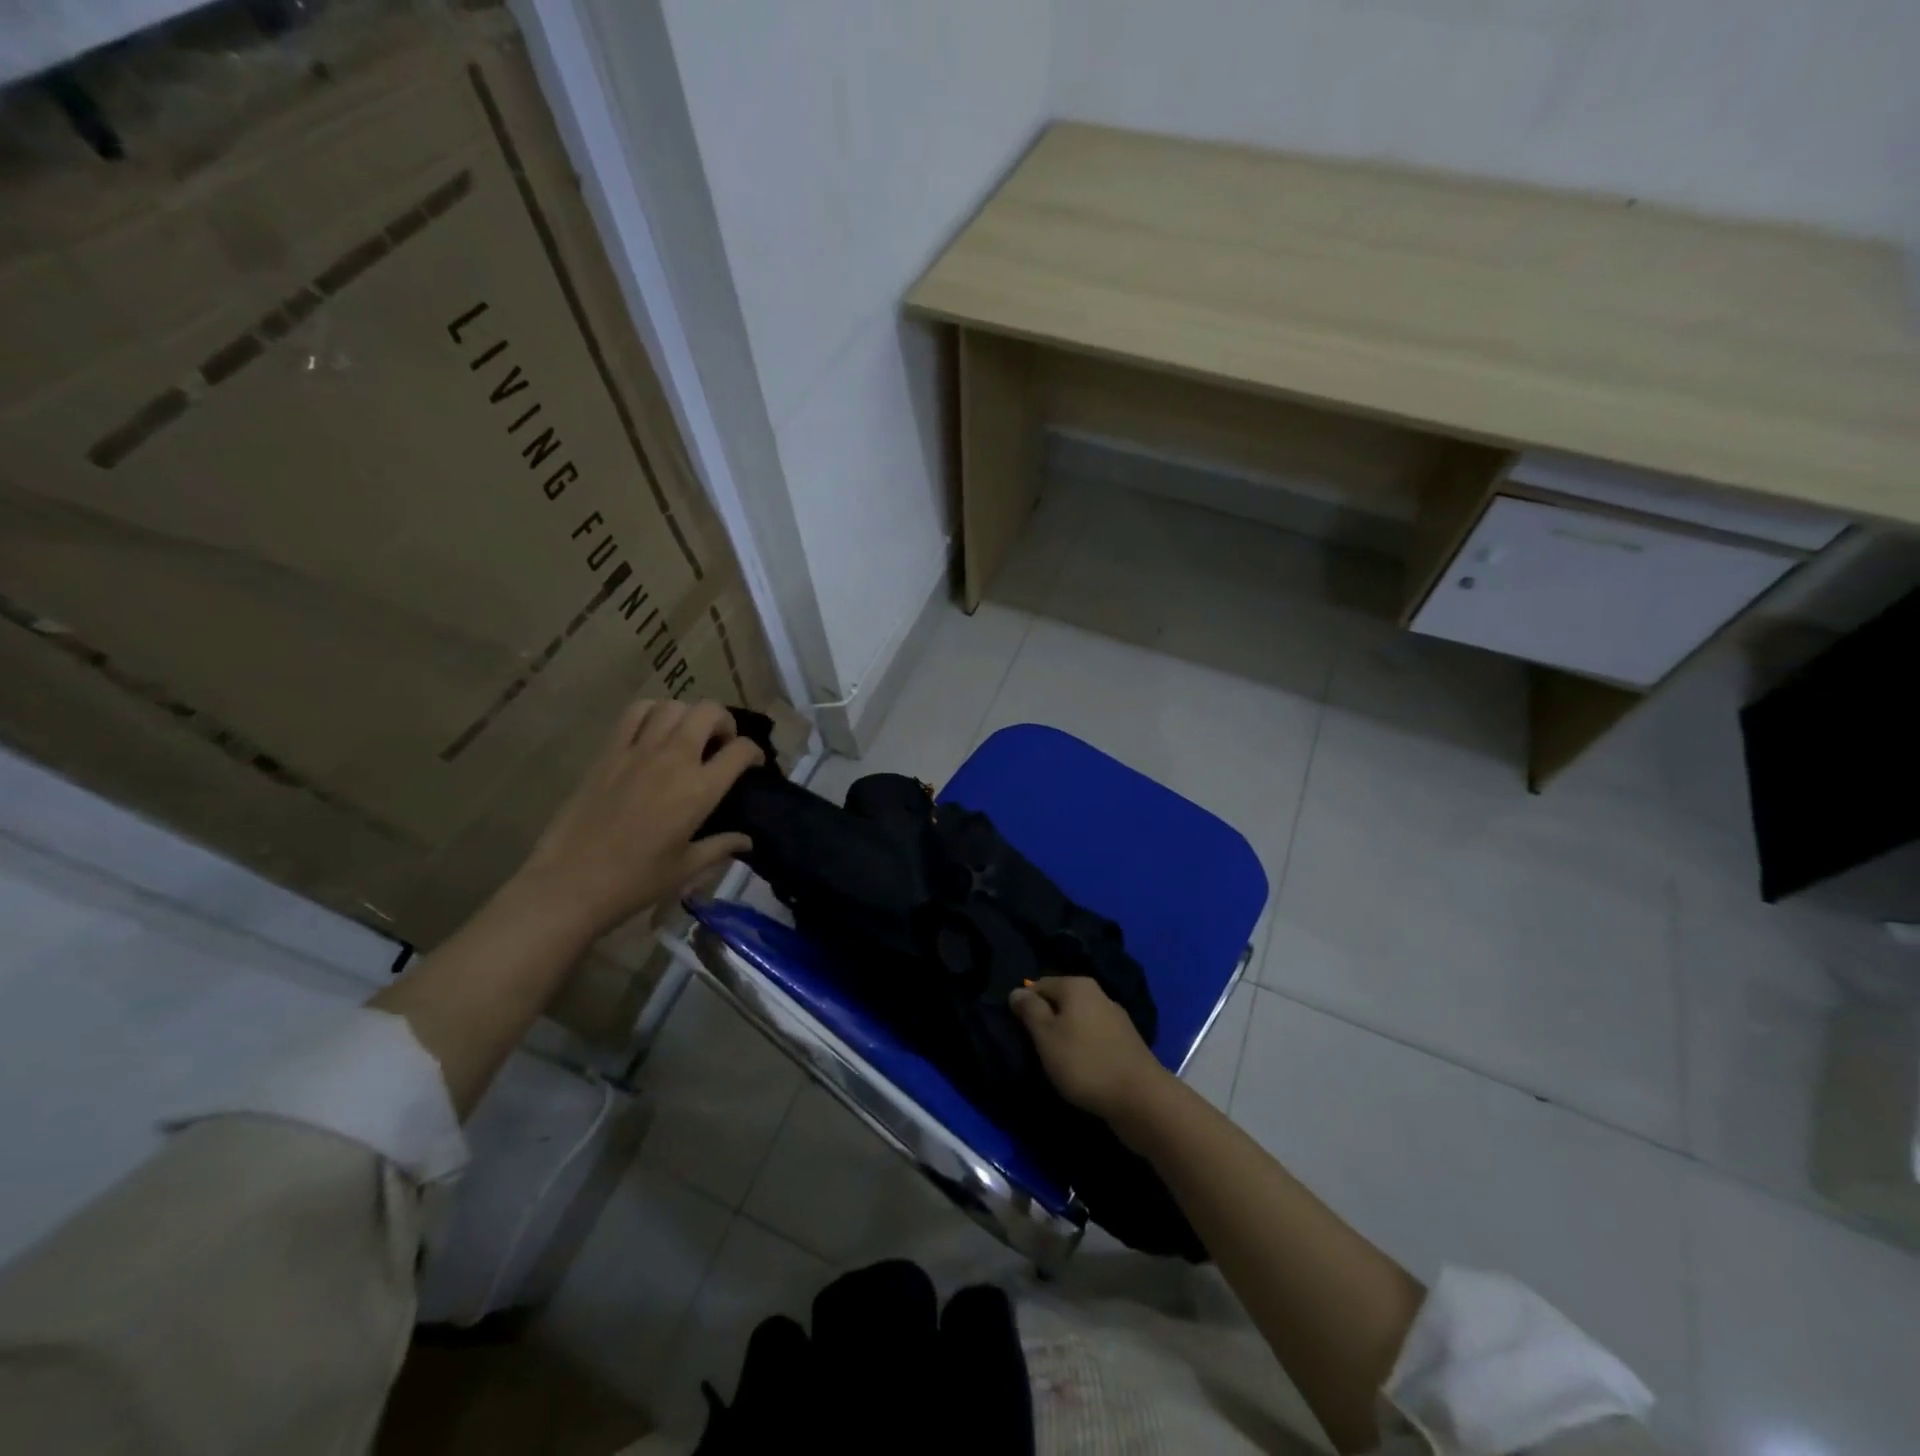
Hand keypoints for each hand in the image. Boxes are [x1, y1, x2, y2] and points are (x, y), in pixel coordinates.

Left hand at [513, 698, 762, 936]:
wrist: (570, 883)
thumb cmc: (635, 881)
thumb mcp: (686, 868)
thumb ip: (721, 847)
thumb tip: (746, 841)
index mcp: (699, 790)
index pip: (740, 750)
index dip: (755, 752)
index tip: (753, 765)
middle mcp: (673, 759)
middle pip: (709, 712)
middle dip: (725, 722)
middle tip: (722, 744)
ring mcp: (637, 751)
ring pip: (672, 705)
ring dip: (688, 715)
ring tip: (688, 736)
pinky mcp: (608, 752)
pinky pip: (634, 713)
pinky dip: (652, 712)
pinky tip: (654, 732)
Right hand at [1009, 976, 1171, 1122]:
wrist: (1140, 1098)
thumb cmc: (1084, 1063)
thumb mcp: (1046, 1036)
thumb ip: (1029, 1010)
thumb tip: (1017, 990)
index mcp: (1077, 985)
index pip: (1039, 984)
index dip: (1025, 1005)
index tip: (1018, 1030)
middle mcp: (1098, 993)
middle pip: (1061, 1000)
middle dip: (1046, 1020)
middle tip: (1035, 1048)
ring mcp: (1115, 1017)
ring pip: (1078, 1019)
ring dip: (1066, 1035)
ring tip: (1056, 1061)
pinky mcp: (1126, 1041)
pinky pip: (1094, 1036)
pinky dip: (1084, 1047)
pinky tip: (1081, 1066)